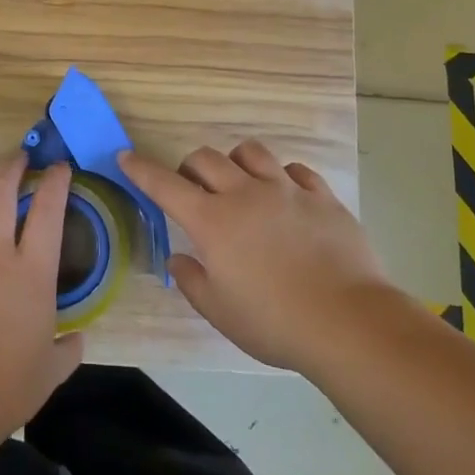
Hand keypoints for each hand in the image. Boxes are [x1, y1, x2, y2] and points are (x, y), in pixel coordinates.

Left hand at [0, 153, 83, 449]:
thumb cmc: (4, 390)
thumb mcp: (50, 372)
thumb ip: (67, 349)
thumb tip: (76, 339)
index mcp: (32, 272)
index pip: (48, 209)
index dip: (55, 180)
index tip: (59, 167)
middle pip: (0, 187)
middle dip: (12, 164)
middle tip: (19, 158)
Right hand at [119, 140, 395, 372]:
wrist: (349, 322)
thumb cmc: (275, 322)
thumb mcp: (220, 312)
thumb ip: (192, 281)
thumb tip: (178, 260)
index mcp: (212, 222)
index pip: (166, 185)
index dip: (141, 169)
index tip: (126, 156)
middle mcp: (245, 194)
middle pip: (206, 159)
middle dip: (190, 167)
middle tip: (193, 189)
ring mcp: (286, 190)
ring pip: (250, 152)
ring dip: (235, 162)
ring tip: (239, 183)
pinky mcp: (321, 196)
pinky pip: (295, 170)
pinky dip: (282, 177)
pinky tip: (285, 195)